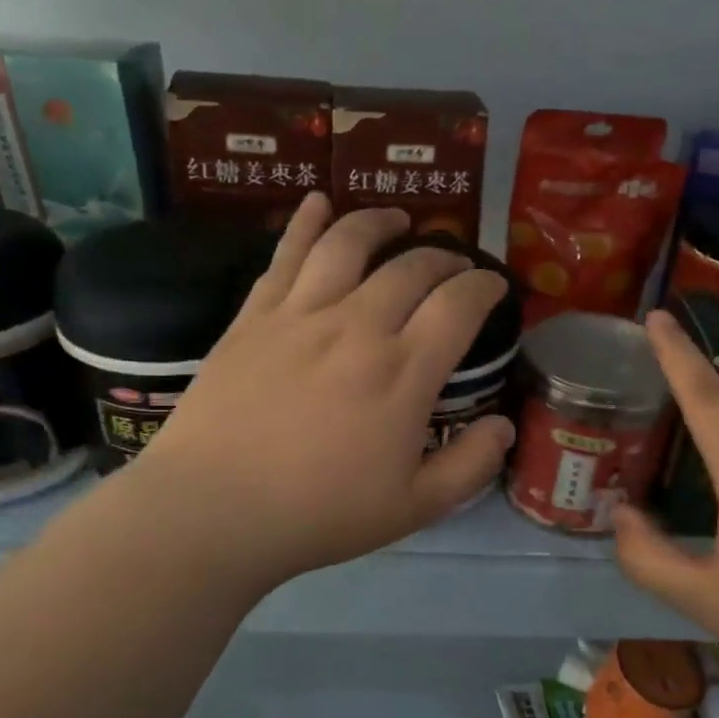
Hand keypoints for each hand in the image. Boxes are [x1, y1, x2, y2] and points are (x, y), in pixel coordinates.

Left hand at [127, 194, 513, 593]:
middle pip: (412, 268)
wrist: (214, 510)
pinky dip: (306, 223)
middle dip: (444, 257)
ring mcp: (301, 315)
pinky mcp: (255, 316)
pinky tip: (318, 204)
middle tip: (454, 266)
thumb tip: (505, 426)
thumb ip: (470, 465)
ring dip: (380, 223)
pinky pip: (285, 254)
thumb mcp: (415, 507)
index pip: (459, 304)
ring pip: (349, 244)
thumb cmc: (320, 513)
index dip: (485, 287)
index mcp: (404, 372)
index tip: (494, 287)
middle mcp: (358, 326)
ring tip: (396, 219)